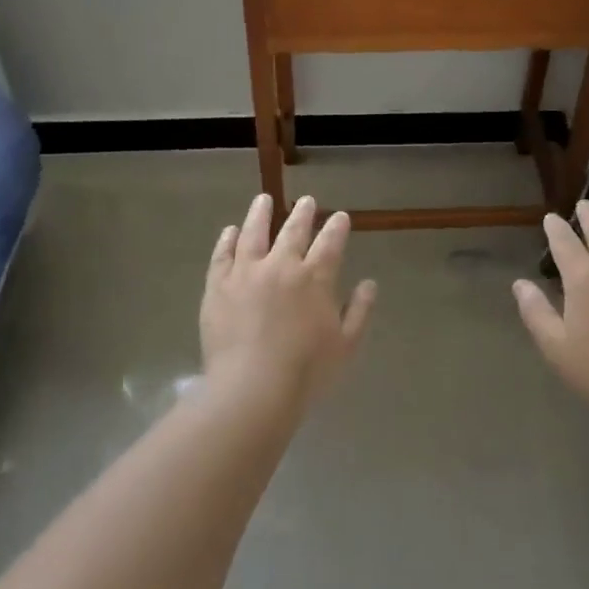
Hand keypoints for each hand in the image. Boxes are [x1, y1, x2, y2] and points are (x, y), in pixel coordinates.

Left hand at [201, 194, 375, 405]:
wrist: (252, 389)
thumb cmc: (305, 371)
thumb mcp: (346, 345)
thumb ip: (359, 311)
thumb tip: (370, 283)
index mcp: (315, 278)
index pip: (330, 242)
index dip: (337, 227)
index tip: (340, 216)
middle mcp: (281, 265)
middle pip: (293, 230)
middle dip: (303, 213)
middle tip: (306, 200)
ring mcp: (246, 273)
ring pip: (254, 233)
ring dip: (261, 214)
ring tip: (263, 199)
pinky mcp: (218, 286)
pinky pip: (222, 255)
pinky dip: (227, 240)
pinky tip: (230, 231)